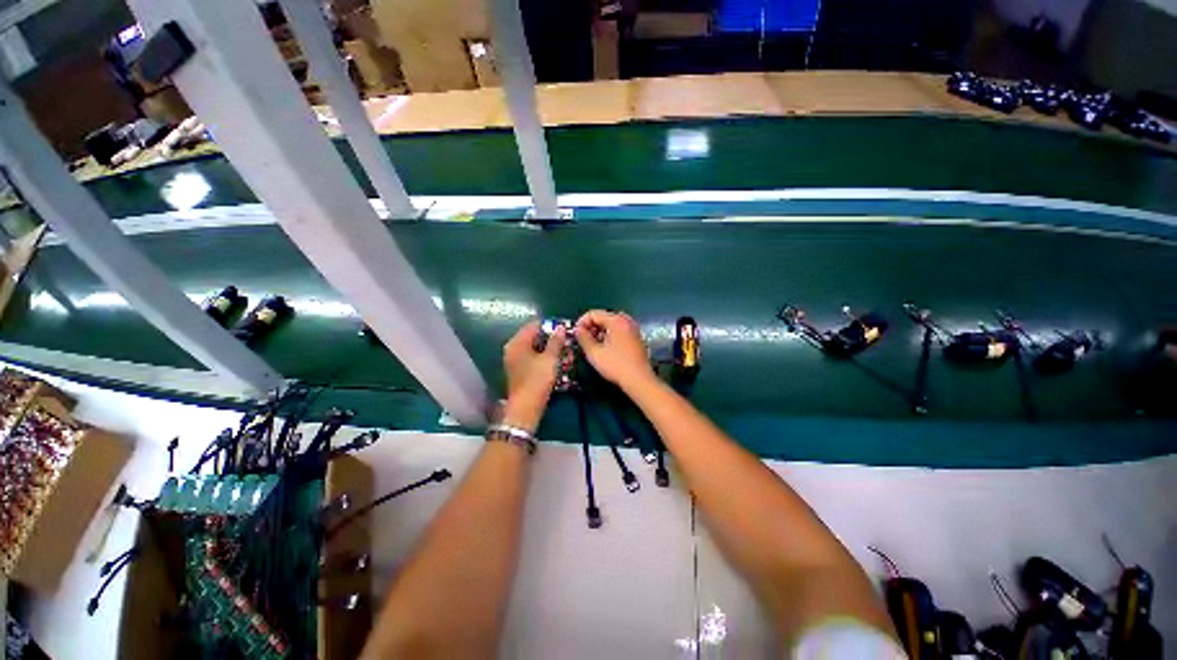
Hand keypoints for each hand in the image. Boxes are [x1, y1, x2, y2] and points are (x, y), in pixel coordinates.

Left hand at [501, 320, 566, 430]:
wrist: (526, 407)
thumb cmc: (537, 380)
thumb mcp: (550, 359)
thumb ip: (555, 341)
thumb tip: (559, 327)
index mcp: (517, 342)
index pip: (533, 325)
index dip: (549, 325)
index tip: (564, 328)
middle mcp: (512, 348)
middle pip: (531, 335)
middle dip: (548, 336)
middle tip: (564, 339)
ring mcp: (513, 359)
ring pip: (531, 346)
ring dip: (545, 346)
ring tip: (561, 349)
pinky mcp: (516, 369)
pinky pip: (529, 355)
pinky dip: (540, 355)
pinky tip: (552, 360)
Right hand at [574, 310, 654, 389]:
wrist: (639, 380)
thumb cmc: (616, 366)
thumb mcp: (594, 353)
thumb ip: (583, 338)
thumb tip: (578, 330)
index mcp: (616, 321)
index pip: (594, 314)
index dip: (582, 322)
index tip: (576, 334)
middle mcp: (626, 321)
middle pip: (603, 317)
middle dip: (591, 327)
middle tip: (584, 339)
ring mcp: (633, 329)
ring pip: (612, 324)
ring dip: (600, 331)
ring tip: (593, 344)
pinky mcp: (636, 337)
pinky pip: (620, 330)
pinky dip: (610, 335)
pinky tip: (606, 348)